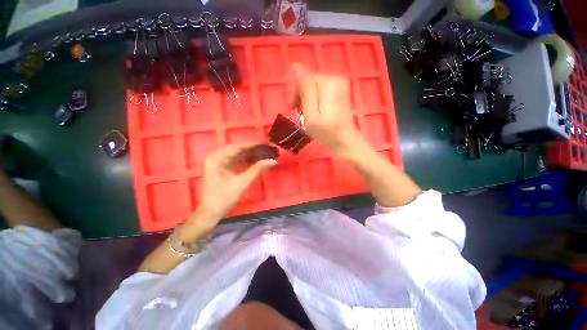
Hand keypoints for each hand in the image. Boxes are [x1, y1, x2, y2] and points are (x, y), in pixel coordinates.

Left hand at [195, 143, 276, 222]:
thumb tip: (273, 160)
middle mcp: (216, 156)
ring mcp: (218, 162)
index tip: (267, 143)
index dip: (254, 144)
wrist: (211, 213)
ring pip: (238, 154)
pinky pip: (236, 160)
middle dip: (253, 148)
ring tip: (264, 152)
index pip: (238, 146)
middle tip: (268, 147)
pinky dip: (246, 160)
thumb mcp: (242, 183)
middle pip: (238, 148)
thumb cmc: (224, 198)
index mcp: (217, 157)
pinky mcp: (222, 167)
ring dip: (251, 153)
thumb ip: (257, 169)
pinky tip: (256, 160)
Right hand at [290, 63, 361, 157]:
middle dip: (300, 97)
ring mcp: (338, 84)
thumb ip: (305, 90)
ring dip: (306, 100)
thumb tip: (296, 67)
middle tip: (299, 114)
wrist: (344, 140)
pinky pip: (319, 90)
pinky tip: (314, 111)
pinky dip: (313, 100)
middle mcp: (335, 78)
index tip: (292, 109)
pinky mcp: (338, 90)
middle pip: (308, 82)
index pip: (303, 78)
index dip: (294, 93)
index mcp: (329, 83)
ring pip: (312, 86)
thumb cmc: (326, 132)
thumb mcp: (312, 115)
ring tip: (307, 115)